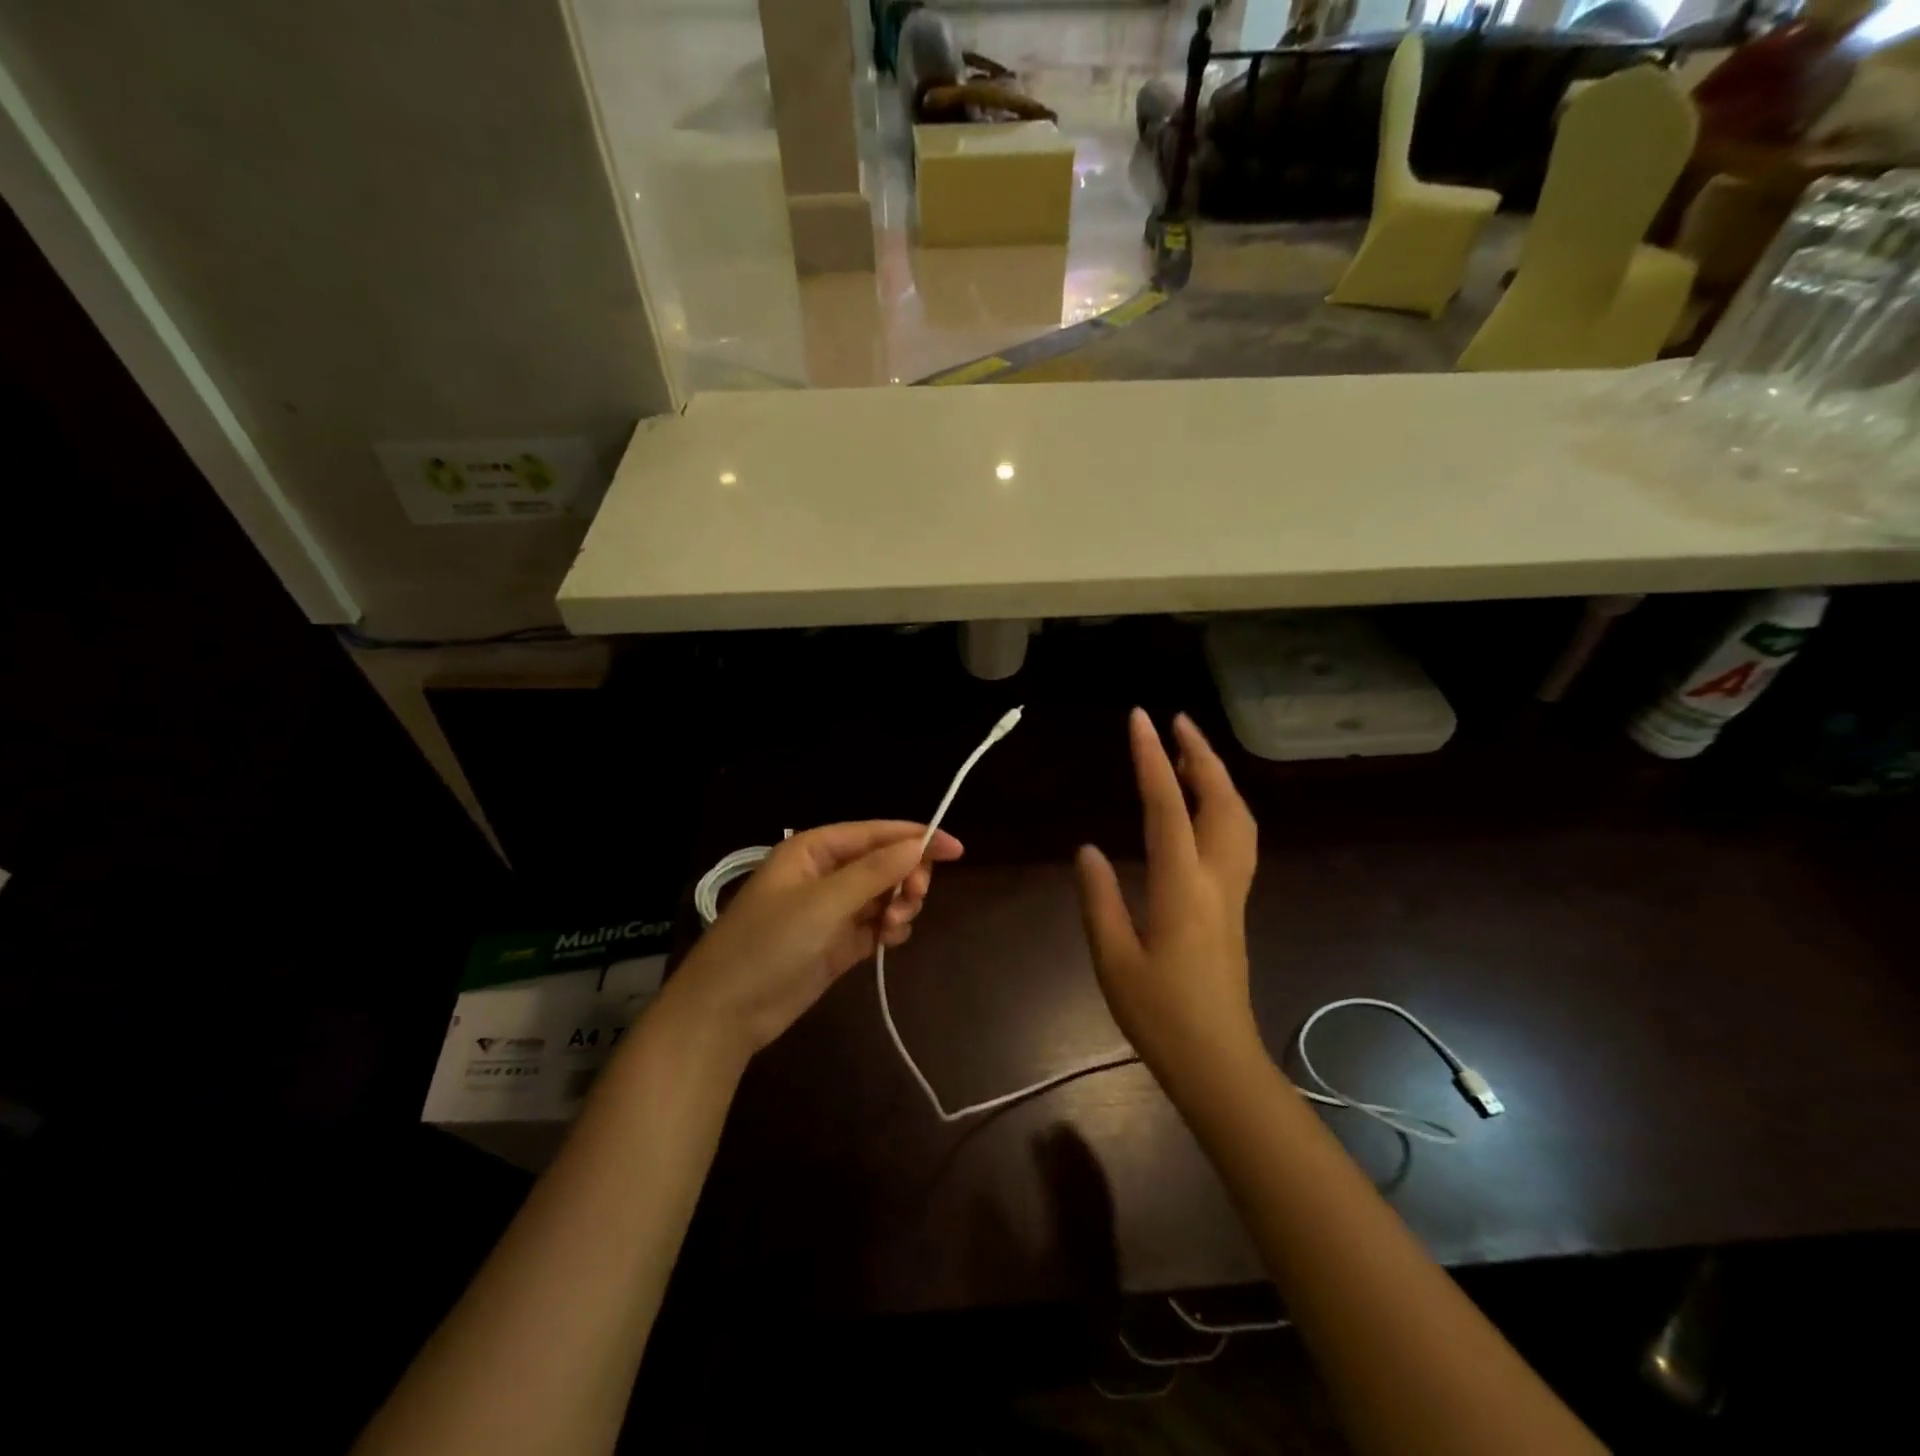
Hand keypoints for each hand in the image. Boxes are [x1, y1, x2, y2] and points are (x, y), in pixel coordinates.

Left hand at [664, 821, 963, 1059]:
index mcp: (814, 850)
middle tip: (914, 898)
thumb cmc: (770, 943)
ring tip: (893, 928)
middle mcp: (825, 875)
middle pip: (884, 863)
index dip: (917, 837)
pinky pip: (877, 925)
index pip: (875, 833)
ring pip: (884, 895)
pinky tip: (889, 940)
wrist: (727, 1012)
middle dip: (906, 877)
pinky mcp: (838, 944)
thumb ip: (875, 872)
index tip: (956, 850)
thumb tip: (920, 845)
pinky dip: (890, 929)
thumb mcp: (824, 902)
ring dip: (899, 906)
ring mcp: (832, 911)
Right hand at [1075, 710, 1262, 1090]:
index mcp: (1182, 886)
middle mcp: (1216, 878)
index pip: (1167, 806)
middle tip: (1176, 721)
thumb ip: (1099, 899)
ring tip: (1190, 753)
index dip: (1152, 758)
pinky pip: (1237, 838)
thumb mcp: (1112, 959)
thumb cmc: (1160, 1014)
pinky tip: (1203, 807)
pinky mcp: (1235, 905)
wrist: (1218, 1061)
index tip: (1141, 719)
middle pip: (1220, 800)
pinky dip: (1223, 805)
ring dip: (1217, 777)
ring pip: (1238, 818)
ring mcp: (1233, 891)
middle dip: (1201, 754)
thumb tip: (1087, 850)